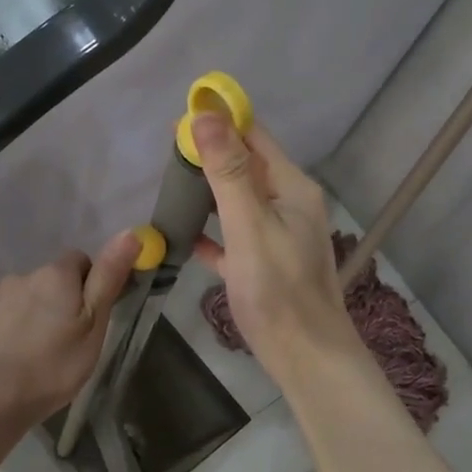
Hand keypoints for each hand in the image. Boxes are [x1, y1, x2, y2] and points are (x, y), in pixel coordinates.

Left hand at [0, 231, 140, 420]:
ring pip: (12, 298)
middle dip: (51, 302)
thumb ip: (108, 278)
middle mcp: (19, 275)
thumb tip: (130, 232)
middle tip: (56, 342)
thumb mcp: (93, 326)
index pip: (78, 261)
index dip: (86, 285)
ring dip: (21, 314)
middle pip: (43, 281)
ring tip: (24, 354)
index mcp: (55, 276)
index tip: (85, 317)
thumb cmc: (53, 367)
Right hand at [190, 113, 360, 378]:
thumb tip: (205, 115)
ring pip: (239, 201)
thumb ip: (228, 171)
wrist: (304, 355)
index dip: (221, 122)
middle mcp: (289, 204)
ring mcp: (278, 236)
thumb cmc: (277, 289)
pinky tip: (185, 236)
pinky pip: (234, 236)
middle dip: (210, 155)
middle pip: (246, 167)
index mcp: (292, 187)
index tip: (180, 120)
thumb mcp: (249, 225)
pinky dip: (212, 231)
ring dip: (209, 191)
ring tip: (171, 185)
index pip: (255, 137)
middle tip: (167, 155)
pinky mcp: (264, 264)